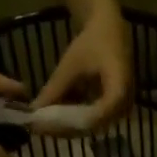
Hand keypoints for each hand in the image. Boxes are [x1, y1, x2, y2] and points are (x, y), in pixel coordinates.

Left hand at [31, 5, 132, 128]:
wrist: (110, 29)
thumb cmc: (93, 42)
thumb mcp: (70, 65)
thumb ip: (54, 89)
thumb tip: (34, 110)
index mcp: (118, 91)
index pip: (92, 118)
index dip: (67, 124)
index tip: (45, 125)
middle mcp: (123, 107)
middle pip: (90, 126)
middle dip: (63, 127)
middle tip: (39, 126)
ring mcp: (119, 110)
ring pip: (89, 126)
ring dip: (66, 124)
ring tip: (44, 120)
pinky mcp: (113, 110)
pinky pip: (91, 120)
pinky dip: (72, 118)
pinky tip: (55, 115)